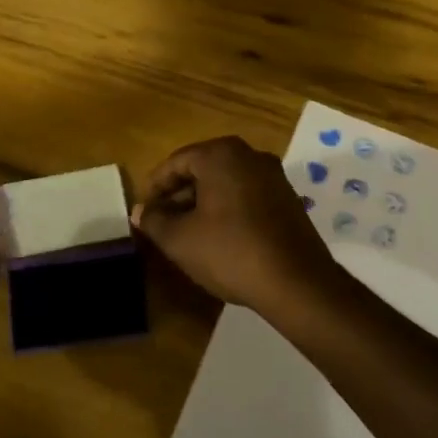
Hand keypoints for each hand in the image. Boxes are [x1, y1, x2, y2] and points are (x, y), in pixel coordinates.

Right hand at [133, 137, 338, 313]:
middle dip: (179, 195)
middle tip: (162, 223)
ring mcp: (274, 177)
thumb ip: (154, 221)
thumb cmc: (230, 251)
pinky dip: (228, 210)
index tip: (144, 211)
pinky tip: (219, 239)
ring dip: (203, 204)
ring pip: (226, 184)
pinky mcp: (288, 200)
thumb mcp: (180, 239)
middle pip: (203, 170)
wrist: (297, 283)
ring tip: (187, 234)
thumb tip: (140, 211)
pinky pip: (247, 196)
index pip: (176, 162)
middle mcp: (250, 156)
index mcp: (221, 155)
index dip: (155, 187)